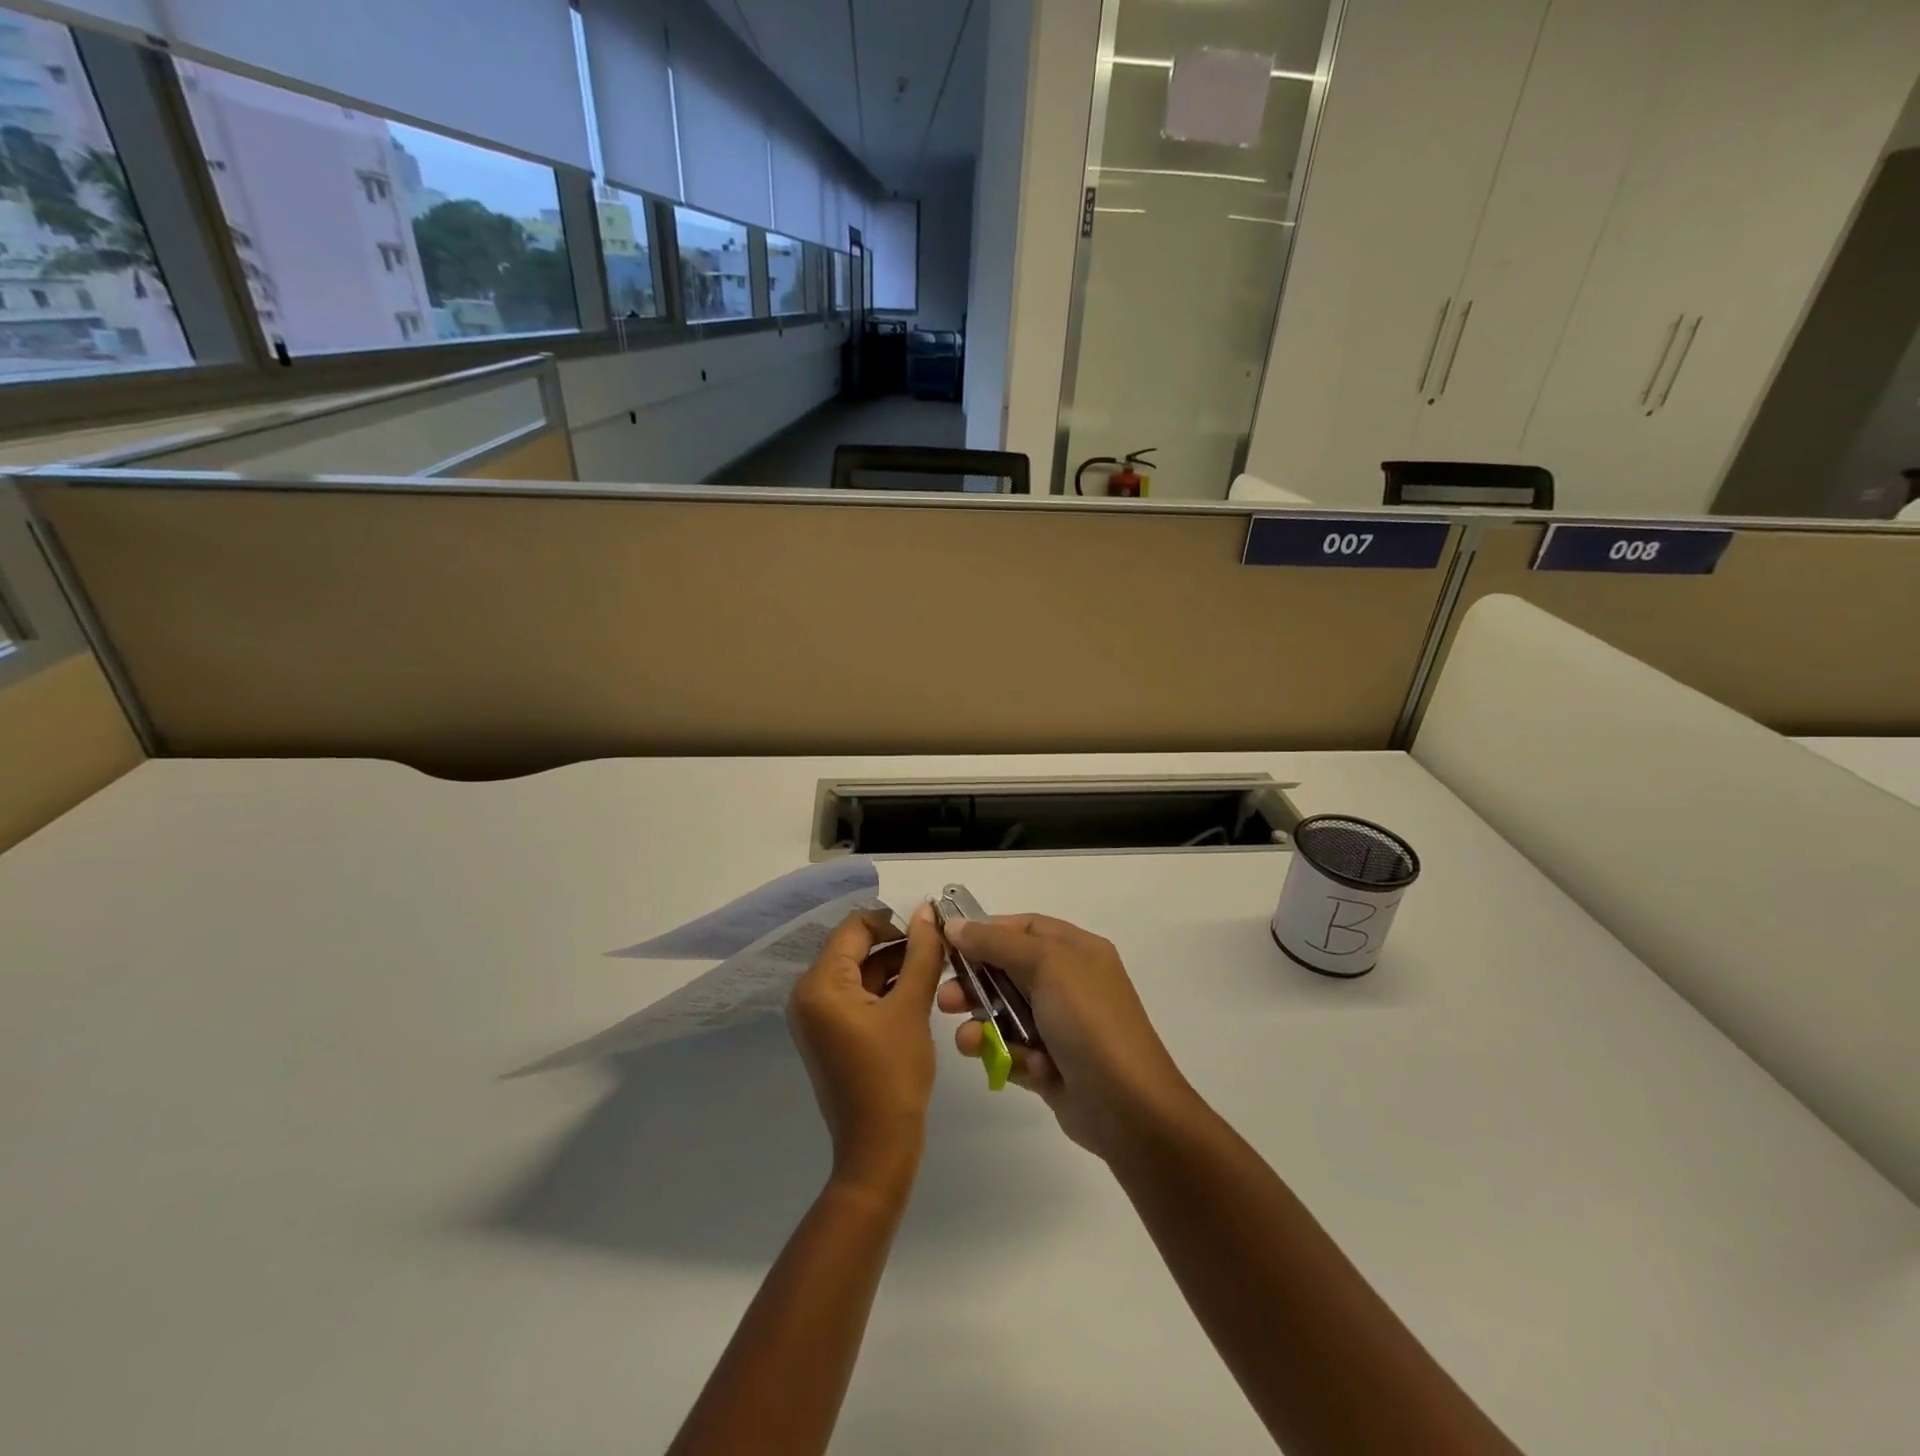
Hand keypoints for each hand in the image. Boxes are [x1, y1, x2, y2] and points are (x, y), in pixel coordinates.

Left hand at [787, 903, 946, 1198]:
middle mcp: (809, 993)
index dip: (895, 921)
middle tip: (940, 944)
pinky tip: (920, 988)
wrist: (878, 1149)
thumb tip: (927, 910)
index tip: (932, 926)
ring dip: (895, 964)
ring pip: (860, 970)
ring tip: (937, 964)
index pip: (856, 927)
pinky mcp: (830, 1031)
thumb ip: (921, 954)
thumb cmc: (894, 1075)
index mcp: (820, 984)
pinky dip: (885, 987)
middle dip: (898, 943)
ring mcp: (817, 1014)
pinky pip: (857, 994)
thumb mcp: (911, 1008)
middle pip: (856, 947)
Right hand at [937, 914, 1197, 1160]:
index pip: (1023, 928)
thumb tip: (956, 924)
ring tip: (966, 1040)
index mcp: (1075, 950)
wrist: (1127, 1105)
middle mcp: (1068, 982)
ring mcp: (1059, 1025)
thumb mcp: (1046, 964)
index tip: (946, 942)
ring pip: (1003, 1012)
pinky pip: (1011, 1049)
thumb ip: (997, 942)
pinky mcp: (1048, 1064)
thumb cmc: (1088, 1020)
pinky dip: (999, 1054)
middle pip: (1007, 970)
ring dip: (980, 1022)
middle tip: (945, 998)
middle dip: (973, 982)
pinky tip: (993, 1061)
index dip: (985, 931)